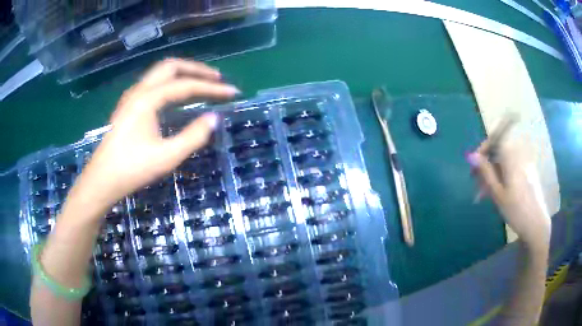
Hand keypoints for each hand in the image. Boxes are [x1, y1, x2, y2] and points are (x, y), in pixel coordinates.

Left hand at [71, 59, 238, 213]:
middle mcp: (139, 91)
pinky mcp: (128, 106)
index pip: (186, 85)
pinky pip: (153, 84)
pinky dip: (170, 83)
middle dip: (196, 69)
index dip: (211, 88)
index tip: (233, 92)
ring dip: (183, 74)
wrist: (101, 181)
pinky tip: (176, 96)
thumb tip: (215, 118)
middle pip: (171, 66)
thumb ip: (194, 136)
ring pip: (160, 73)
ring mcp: (131, 97)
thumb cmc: (132, 169)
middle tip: (216, 79)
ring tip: (201, 83)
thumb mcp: (167, 157)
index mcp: (148, 99)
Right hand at [469, 139, 550, 247]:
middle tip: (477, 184)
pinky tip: (499, 194)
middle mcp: (519, 156)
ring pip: (505, 163)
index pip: (494, 141)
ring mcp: (525, 165)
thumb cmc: (516, 210)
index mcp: (511, 158)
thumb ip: (485, 172)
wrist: (536, 224)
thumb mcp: (497, 193)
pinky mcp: (528, 174)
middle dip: (487, 166)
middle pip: (499, 152)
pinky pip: (512, 169)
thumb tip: (472, 156)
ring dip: (493, 174)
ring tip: (485, 194)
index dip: (482, 150)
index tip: (474, 166)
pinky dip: (503, 177)